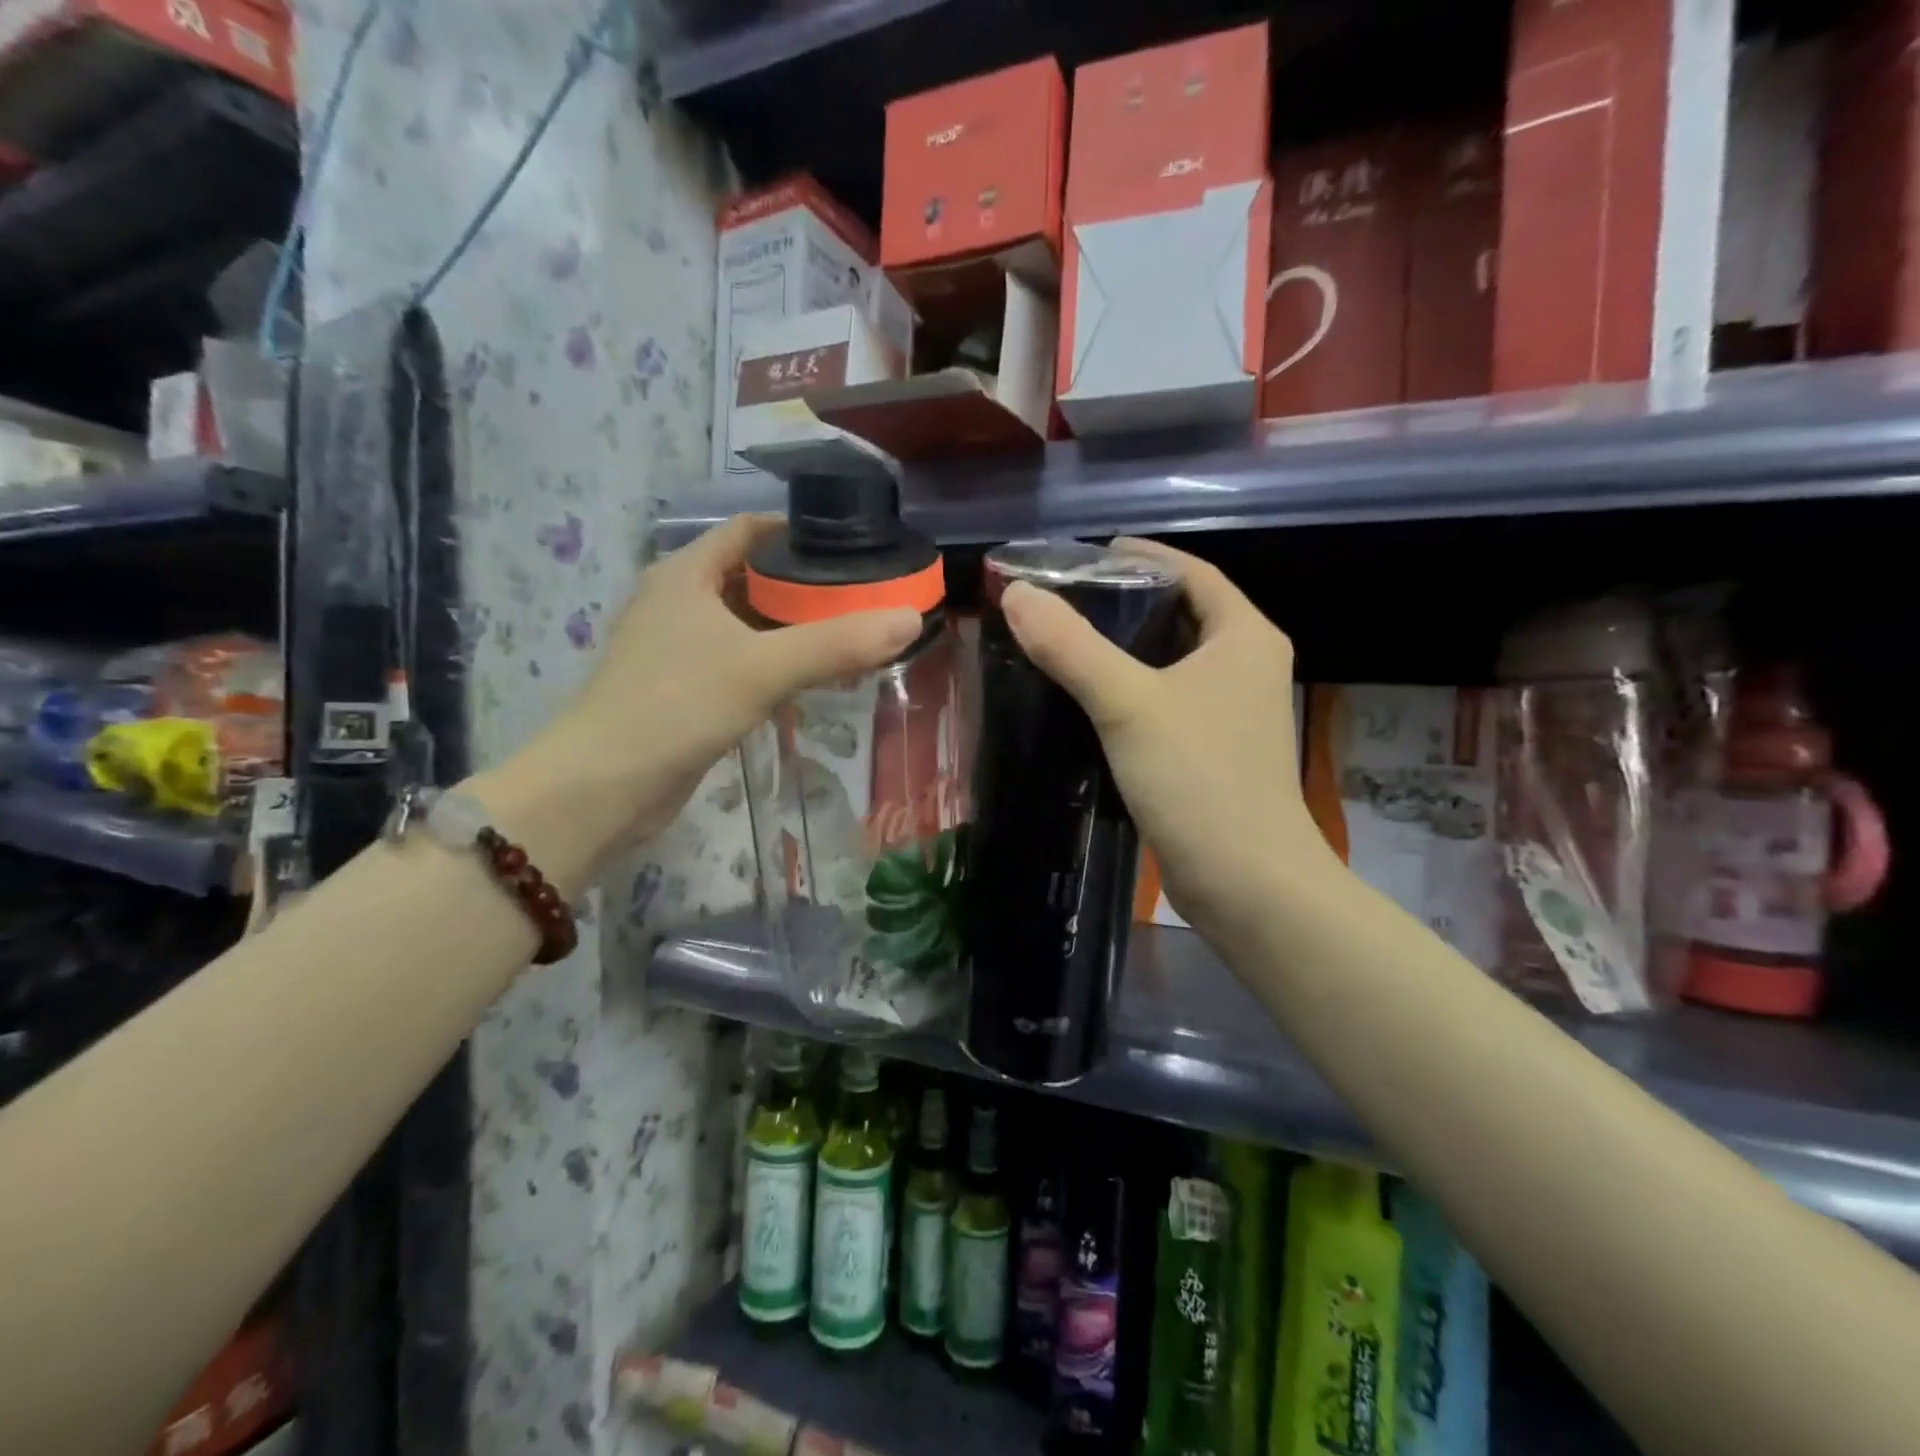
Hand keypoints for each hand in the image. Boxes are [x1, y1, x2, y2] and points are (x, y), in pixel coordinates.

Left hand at [493, 516, 919, 881]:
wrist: (603, 787)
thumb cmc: (675, 707)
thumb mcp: (762, 669)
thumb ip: (837, 644)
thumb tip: (909, 620)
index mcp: (686, 574)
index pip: (749, 530)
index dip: (799, 531)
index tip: (852, 546)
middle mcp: (679, 600)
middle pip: (753, 576)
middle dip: (807, 585)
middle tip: (865, 596)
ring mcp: (678, 647)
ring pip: (748, 623)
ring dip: (793, 627)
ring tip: (852, 634)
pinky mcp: (684, 688)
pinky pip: (741, 660)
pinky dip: (776, 662)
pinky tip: (812, 678)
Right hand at [999, 537, 1339, 942]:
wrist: (1246, 882)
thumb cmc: (1198, 778)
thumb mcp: (1128, 703)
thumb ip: (1071, 646)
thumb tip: (1018, 594)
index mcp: (1245, 636)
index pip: (1193, 572)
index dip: (1143, 556)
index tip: (1089, 555)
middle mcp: (1248, 666)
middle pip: (1182, 614)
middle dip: (1126, 603)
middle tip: (1065, 601)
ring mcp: (1234, 713)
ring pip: (1172, 662)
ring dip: (1125, 651)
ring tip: (1066, 644)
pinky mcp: (1215, 752)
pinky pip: (1168, 703)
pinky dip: (1131, 693)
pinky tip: (1087, 702)